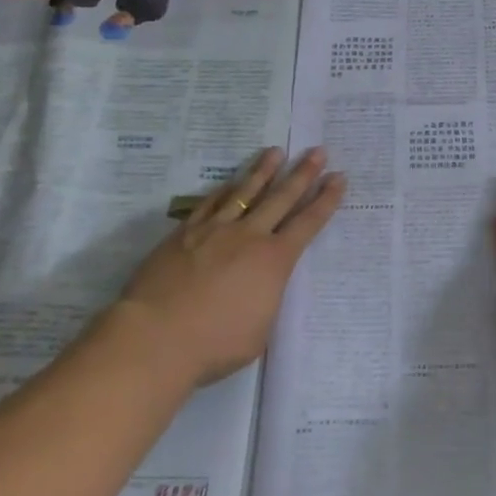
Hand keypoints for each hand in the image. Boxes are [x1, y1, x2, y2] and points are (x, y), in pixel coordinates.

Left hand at [116, 147, 344, 387]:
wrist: (156, 337)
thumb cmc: (214, 344)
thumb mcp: (258, 331)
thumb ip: (266, 301)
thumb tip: (262, 287)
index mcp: (274, 261)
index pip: (308, 223)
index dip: (326, 200)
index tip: (338, 178)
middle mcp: (249, 236)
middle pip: (282, 198)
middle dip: (303, 174)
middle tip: (318, 151)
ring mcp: (216, 230)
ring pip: (246, 192)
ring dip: (264, 171)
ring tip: (276, 152)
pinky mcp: (185, 233)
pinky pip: (210, 204)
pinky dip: (224, 190)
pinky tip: (230, 181)